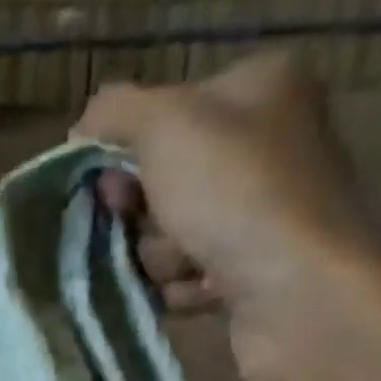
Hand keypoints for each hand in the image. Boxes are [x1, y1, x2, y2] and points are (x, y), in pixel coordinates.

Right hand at [75, 52, 380, 380]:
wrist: (297, 293)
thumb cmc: (235, 194)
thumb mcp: (165, 125)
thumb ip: (115, 112)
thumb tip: (83, 126)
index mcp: (258, 88)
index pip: (165, 114)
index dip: (127, 153)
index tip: (114, 186)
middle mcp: (266, 145)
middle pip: (164, 181)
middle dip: (146, 215)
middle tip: (150, 226)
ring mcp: (261, 214)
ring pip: (171, 236)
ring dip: (164, 258)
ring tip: (191, 266)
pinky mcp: (254, 273)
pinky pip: (191, 278)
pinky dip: (185, 289)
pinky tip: (202, 293)